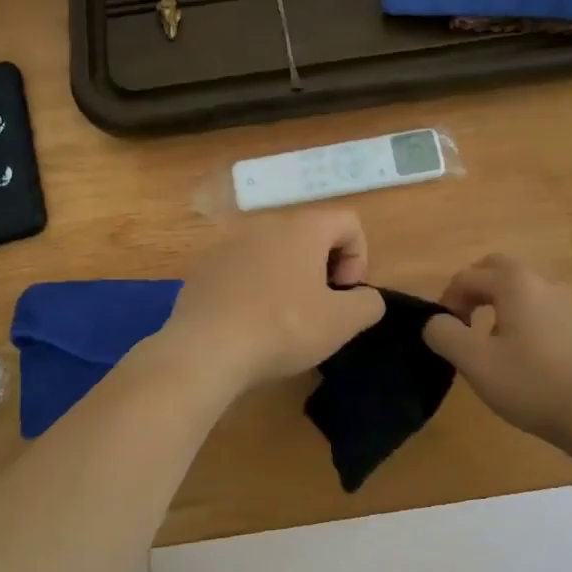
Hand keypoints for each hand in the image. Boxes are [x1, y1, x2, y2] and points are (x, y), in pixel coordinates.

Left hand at [163, 210, 384, 389]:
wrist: (205, 350)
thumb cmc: (282, 328)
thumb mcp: (342, 322)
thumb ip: (368, 303)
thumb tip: (365, 298)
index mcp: (302, 228)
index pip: (349, 222)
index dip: (359, 258)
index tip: (345, 295)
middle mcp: (265, 225)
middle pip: (310, 236)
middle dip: (324, 270)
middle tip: (320, 310)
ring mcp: (229, 245)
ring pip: (274, 254)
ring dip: (289, 280)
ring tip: (284, 321)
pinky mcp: (204, 269)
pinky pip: (243, 271)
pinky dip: (256, 290)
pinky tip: (250, 325)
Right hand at [423, 254, 571, 453]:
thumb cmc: (531, 384)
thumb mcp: (475, 363)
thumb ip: (444, 335)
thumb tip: (436, 322)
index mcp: (515, 284)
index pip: (468, 276)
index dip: (447, 299)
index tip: (444, 331)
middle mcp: (545, 283)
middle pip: (501, 270)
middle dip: (476, 288)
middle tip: (466, 320)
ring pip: (528, 290)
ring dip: (504, 304)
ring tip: (497, 341)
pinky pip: (549, 311)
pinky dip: (530, 320)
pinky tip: (532, 357)